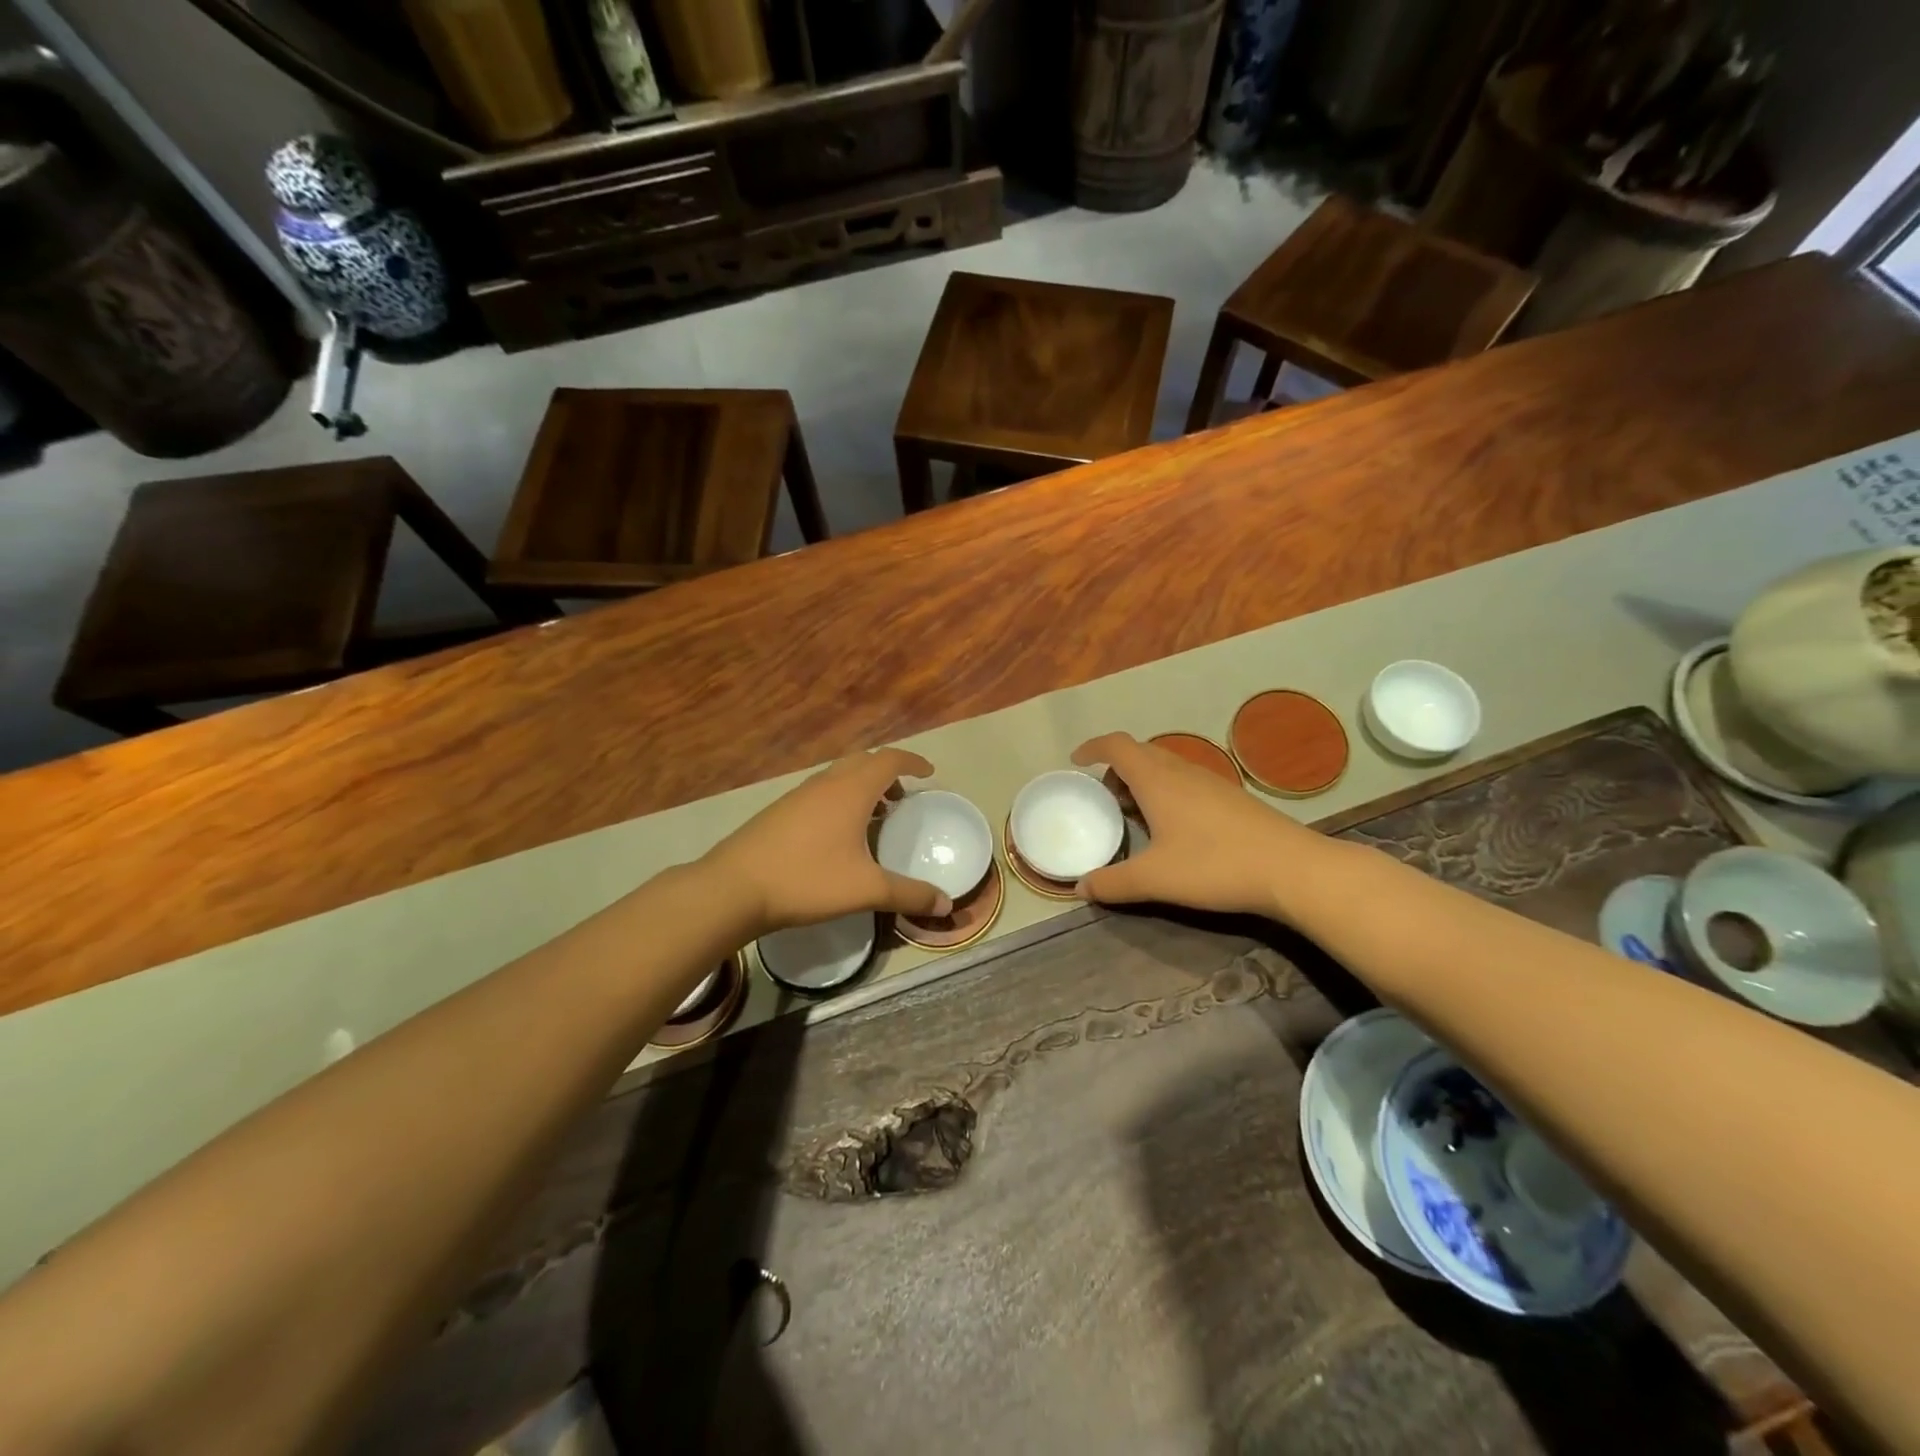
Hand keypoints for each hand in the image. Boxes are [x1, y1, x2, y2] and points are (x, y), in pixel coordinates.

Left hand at [703, 748, 950, 935]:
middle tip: (902, 798)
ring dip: (862, 786)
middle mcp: (826, 783)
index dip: (913, 762)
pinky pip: (820, 791)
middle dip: (888, 772)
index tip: (929, 773)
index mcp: (851, 790)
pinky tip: (837, 835)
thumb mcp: (866, 890)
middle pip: (864, 761)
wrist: (733, 888)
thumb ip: (909, 895)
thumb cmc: (806, 880)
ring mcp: (798, 795)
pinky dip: (840, 799)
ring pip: (839, 776)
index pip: (889, 759)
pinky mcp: (779, 810)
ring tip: (875, 817)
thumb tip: (946, 904)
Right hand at [1072, 732, 1318, 917]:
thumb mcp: (1155, 879)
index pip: (1117, 745)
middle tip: (1104, 798)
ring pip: (1166, 766)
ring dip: (1143, 780)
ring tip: (1134, 813)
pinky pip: (1186, 780)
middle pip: (1141, 752)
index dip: (1093, 747)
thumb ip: (1113, 883)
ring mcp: (1211, 781)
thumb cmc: (1214, 865)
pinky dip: (1166, 790)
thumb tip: (1081, 888)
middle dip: (1116, 768)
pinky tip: (1173, 827)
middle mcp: (1182, 771)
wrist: (1291, 869)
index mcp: (1157, 779)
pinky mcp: (1231, 797)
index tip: (1076, 761)